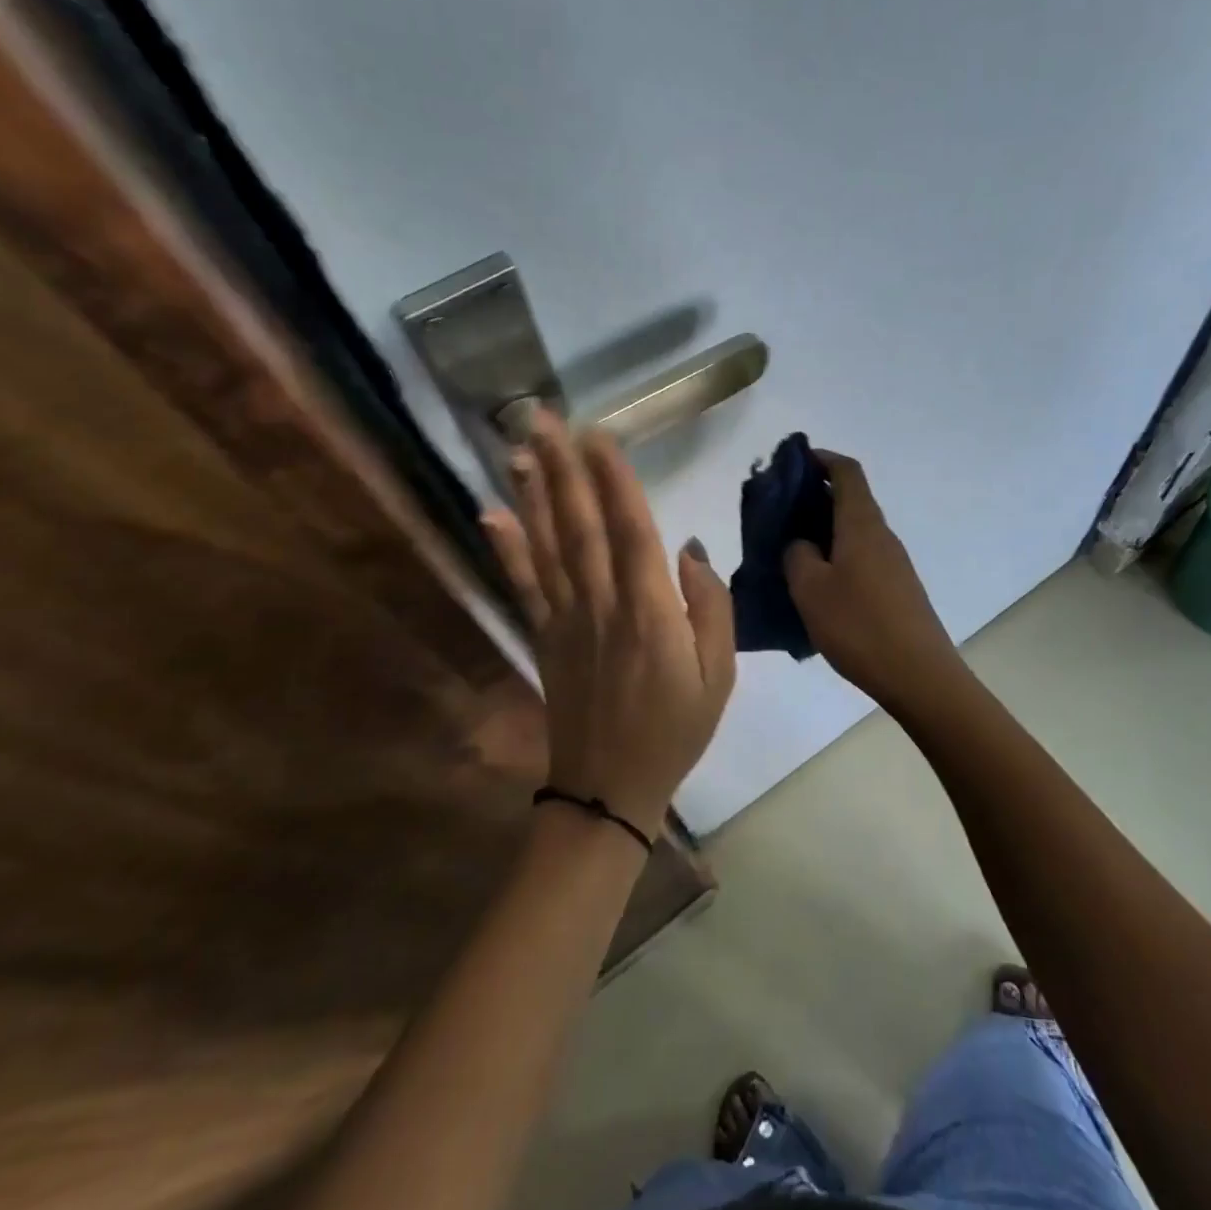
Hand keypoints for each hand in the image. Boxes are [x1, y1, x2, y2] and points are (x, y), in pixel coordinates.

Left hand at [481, 408, 735, 836]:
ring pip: (549, 545)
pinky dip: (506, 548)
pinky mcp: (543, 637)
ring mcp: (566, 620)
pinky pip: (523, 586)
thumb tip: (688, 549)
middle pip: (580, 525)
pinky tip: (492, 514)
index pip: (632, 530)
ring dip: (534, 494)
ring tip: (519, 449)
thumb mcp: (719, 675)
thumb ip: (710, 607)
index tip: (598, 434)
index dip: (613, 479)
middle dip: (563, 468)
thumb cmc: (676, 729)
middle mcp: (603, 605)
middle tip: (543, 420)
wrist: (611, 790)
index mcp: (651, 612)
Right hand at [783, 450, 963, 708]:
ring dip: (824, 529)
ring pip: (854, 530)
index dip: (821, 458)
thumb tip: (801, 543)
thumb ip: (797, 555)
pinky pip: (861, 556)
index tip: (791, 461)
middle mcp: (882, 535)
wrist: (919, 676)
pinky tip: (817, 584)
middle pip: (850, 499)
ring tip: (790, 549)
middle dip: (815, 495)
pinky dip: (837, 554)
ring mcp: (894, 563)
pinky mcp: (897, 588)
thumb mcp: (810, 590)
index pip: (846, 471)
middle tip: (778, 511)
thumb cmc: (859, 626)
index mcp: (862, 524)